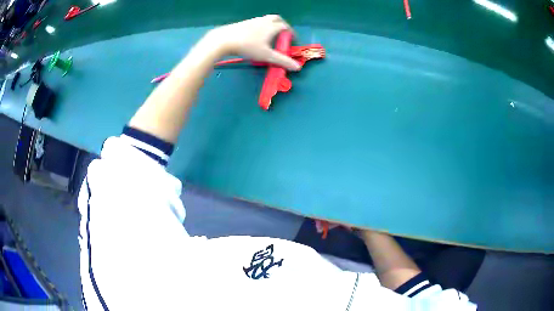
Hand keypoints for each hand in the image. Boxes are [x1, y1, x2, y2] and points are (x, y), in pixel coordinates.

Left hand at [207, 15, 300, 70]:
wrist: (224, 40)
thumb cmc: (248, 47)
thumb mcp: (266, 56)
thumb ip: (282, 61)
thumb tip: (298, 67)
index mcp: (272, 26)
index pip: (285, 26)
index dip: (290, 32)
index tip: (291, 39)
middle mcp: (263, 21)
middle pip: (276, 18)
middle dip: (281, 24)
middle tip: (282, 32)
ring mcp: (252, 21)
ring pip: (265, 19)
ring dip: (270, 24)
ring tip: (269, 34)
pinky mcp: (242, 23)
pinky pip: (255, 22)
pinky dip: (260, 26)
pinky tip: (255, 35)